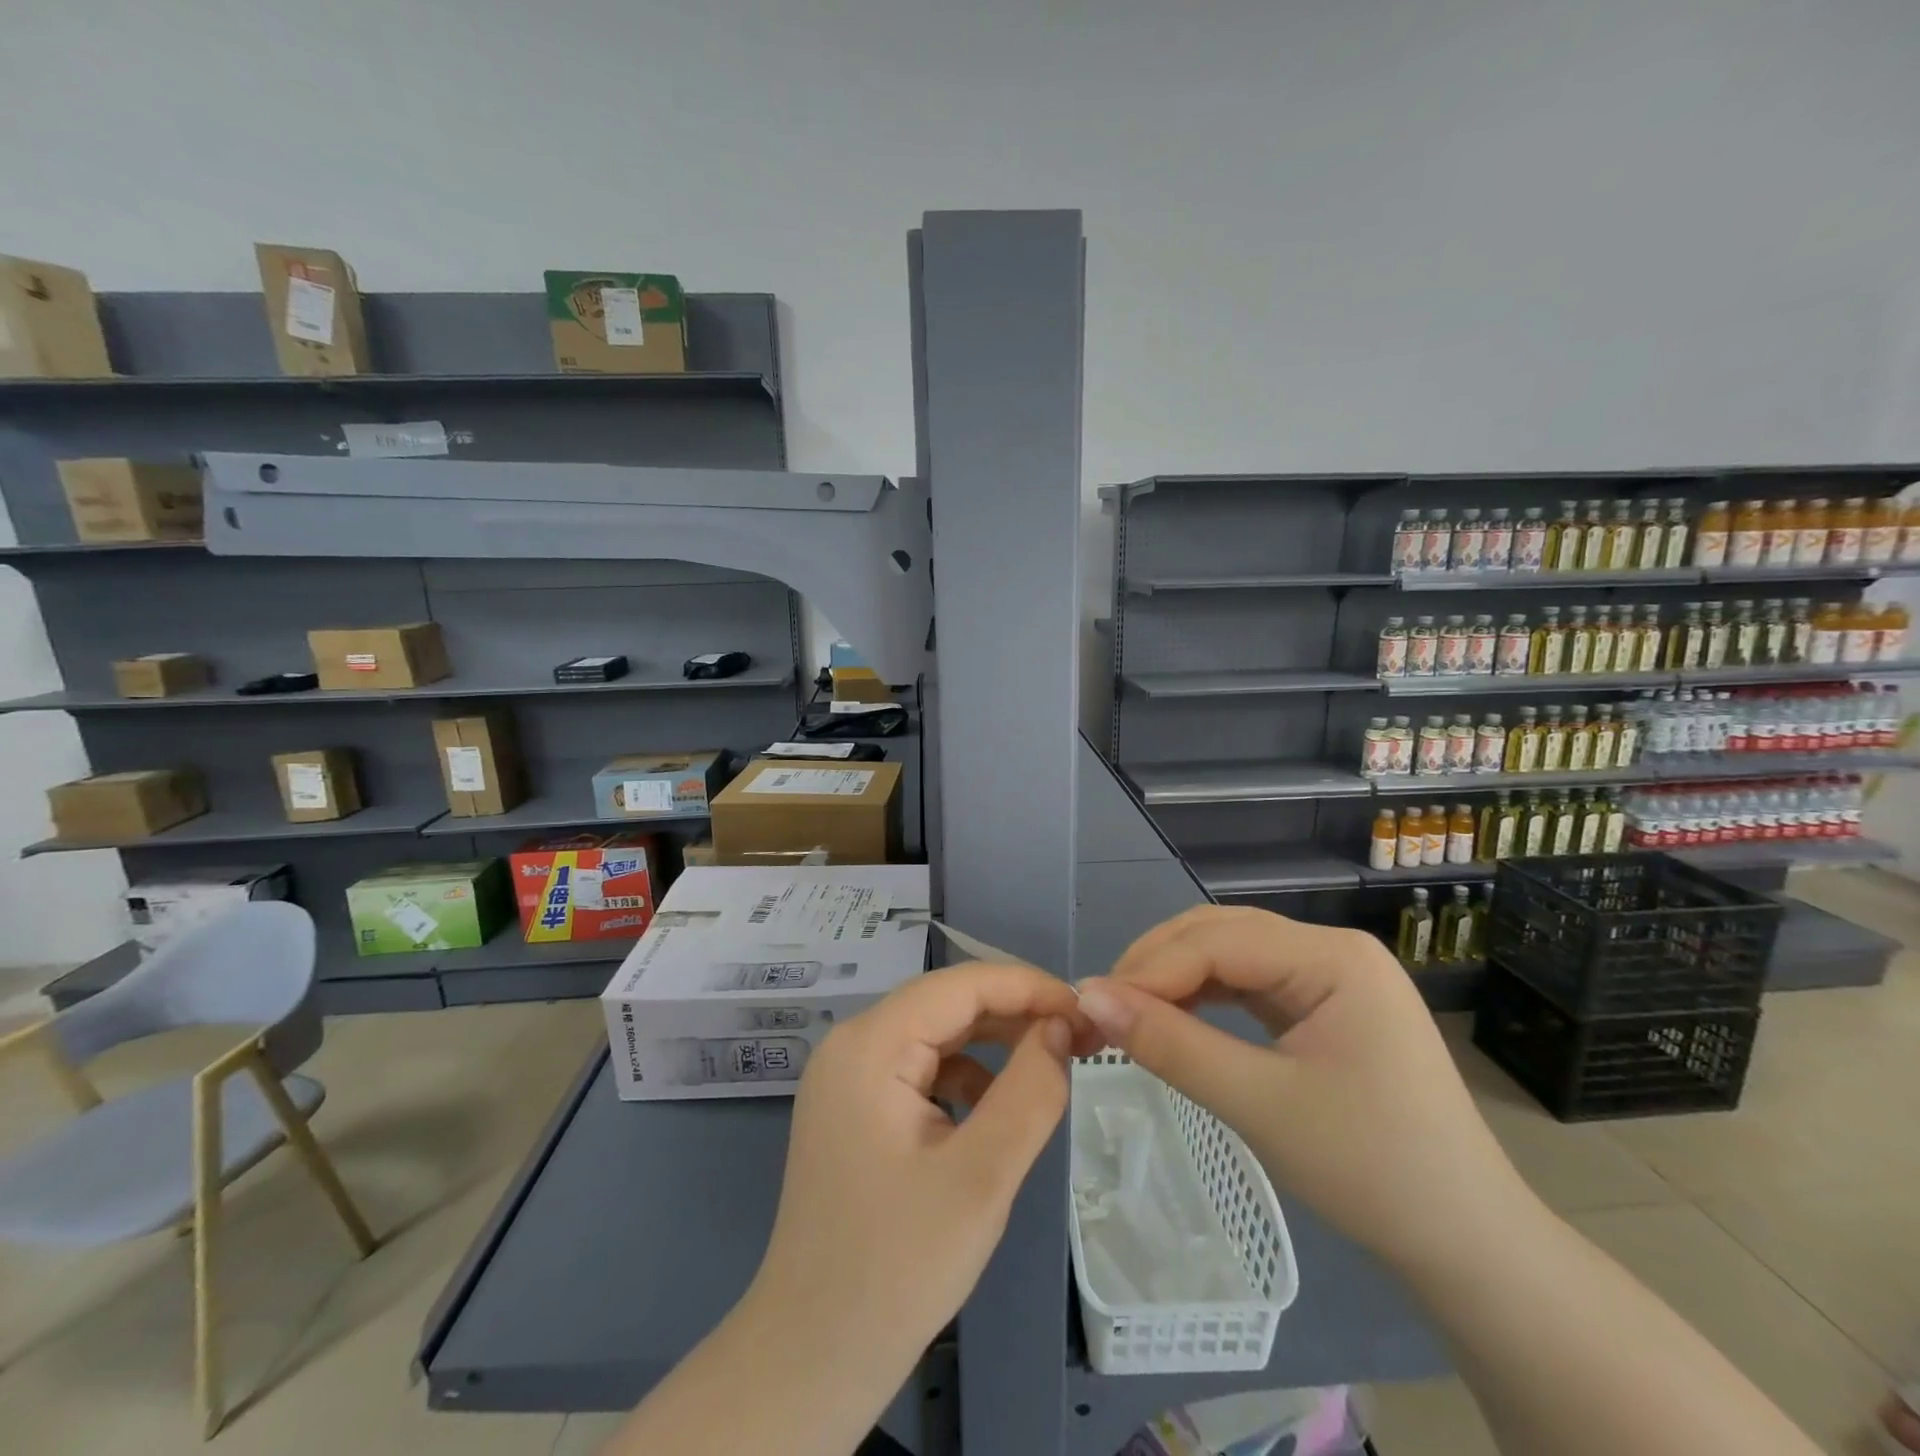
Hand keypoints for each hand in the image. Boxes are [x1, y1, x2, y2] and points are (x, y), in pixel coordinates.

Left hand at [744, 962, 1088, 1380]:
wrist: (812, 1357)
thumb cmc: (897, 1267)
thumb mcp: (981, 1178)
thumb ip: (1030, 1092)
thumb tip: (1062, 1027)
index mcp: (869, 1044)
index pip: (961, 984)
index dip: (1029, 987)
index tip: (1088, 1012)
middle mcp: (852, 1043)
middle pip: (947, 1004)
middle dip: (1016, 1014)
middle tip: (1081, 1040)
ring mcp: (849, 1074)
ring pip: (937, 1033)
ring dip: (994, 1044)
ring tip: (1050, 1067)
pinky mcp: (856, 1105)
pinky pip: (921, 1067)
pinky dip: (966, 1075)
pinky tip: (994, 1110)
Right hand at [1074, 906, 1537, 1278]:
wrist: (1467, 1242)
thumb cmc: (1371, 1170)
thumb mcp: (1260, 1105)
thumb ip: (1171, 1045)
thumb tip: (1088, 998)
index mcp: (1332, 957)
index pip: (1217, 942)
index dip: (1149, 969)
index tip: (1090, 1005)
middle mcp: (1330, 949)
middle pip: (1220, 934)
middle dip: (1156, 965)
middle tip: (1103, 1007)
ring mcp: (1328, 975)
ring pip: (1229, 953)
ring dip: (1174, 977)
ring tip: (1127, 1011)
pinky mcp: (1321, 1004)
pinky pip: (1247, 982)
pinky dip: (1203, 996)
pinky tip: (1173, 1016)